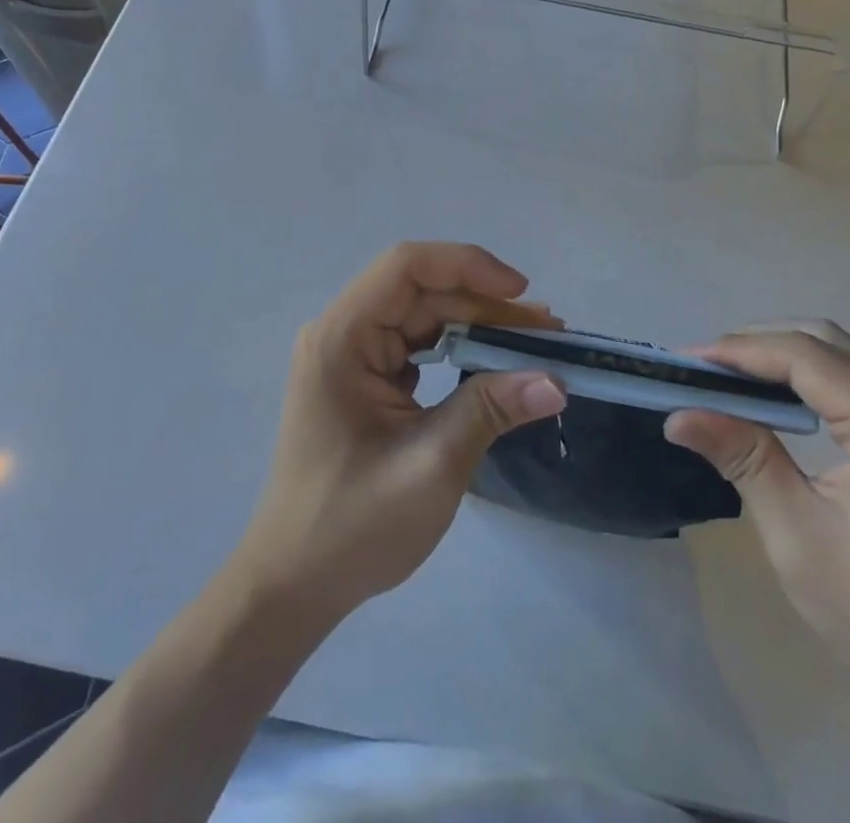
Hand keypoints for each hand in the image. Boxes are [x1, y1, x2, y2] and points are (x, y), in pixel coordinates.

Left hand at [234, 243, 566, 621]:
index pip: (406, 267)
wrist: (293, 584)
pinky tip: (493, 365)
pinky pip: (415, 344)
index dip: (467, 265)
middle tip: (546, 332)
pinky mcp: (362, 378)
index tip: (521, 292)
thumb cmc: (352, 526)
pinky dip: (457, 349)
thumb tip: (556, 381)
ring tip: (532, 344)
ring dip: (477, 325)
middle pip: (420, 291)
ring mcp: (349, 355)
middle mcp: (341, 332)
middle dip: (485, 304)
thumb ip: (490, 410)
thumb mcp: (431, 465)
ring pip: (422, 316)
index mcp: (341, 337)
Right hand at [665, 322, 849, 710]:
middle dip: (757, 345)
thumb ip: (742, 459)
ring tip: (727, 377)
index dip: (742, 351)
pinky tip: (773, 395)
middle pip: (824, 342)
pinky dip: (807, 374)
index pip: (806, 357)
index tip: (688, 360)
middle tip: (703, 369)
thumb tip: (677, 415)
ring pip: (840, 353)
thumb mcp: (796, 535)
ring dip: (780, 355)